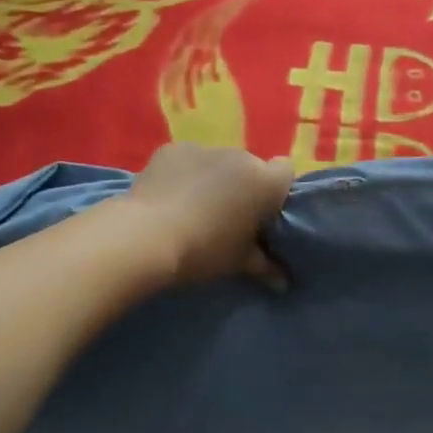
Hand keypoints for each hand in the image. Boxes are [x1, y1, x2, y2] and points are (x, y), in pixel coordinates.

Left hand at [125, 143, 295, 284]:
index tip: (262, 213)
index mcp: (265, 182)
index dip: (276, 190)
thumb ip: (265, 267)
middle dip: (243, 186)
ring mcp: (204, 149)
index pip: (285, 172)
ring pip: (218, 162)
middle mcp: (240, 157)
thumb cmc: (204, 251)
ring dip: (213, 178)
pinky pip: (187, 159)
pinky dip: (183, 173)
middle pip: (250, 167)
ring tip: (193, 207)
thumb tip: (283, 283)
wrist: (146, 236)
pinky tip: (169, 196)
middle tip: (227, 216)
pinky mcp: (172, 148)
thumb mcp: (238, 263)